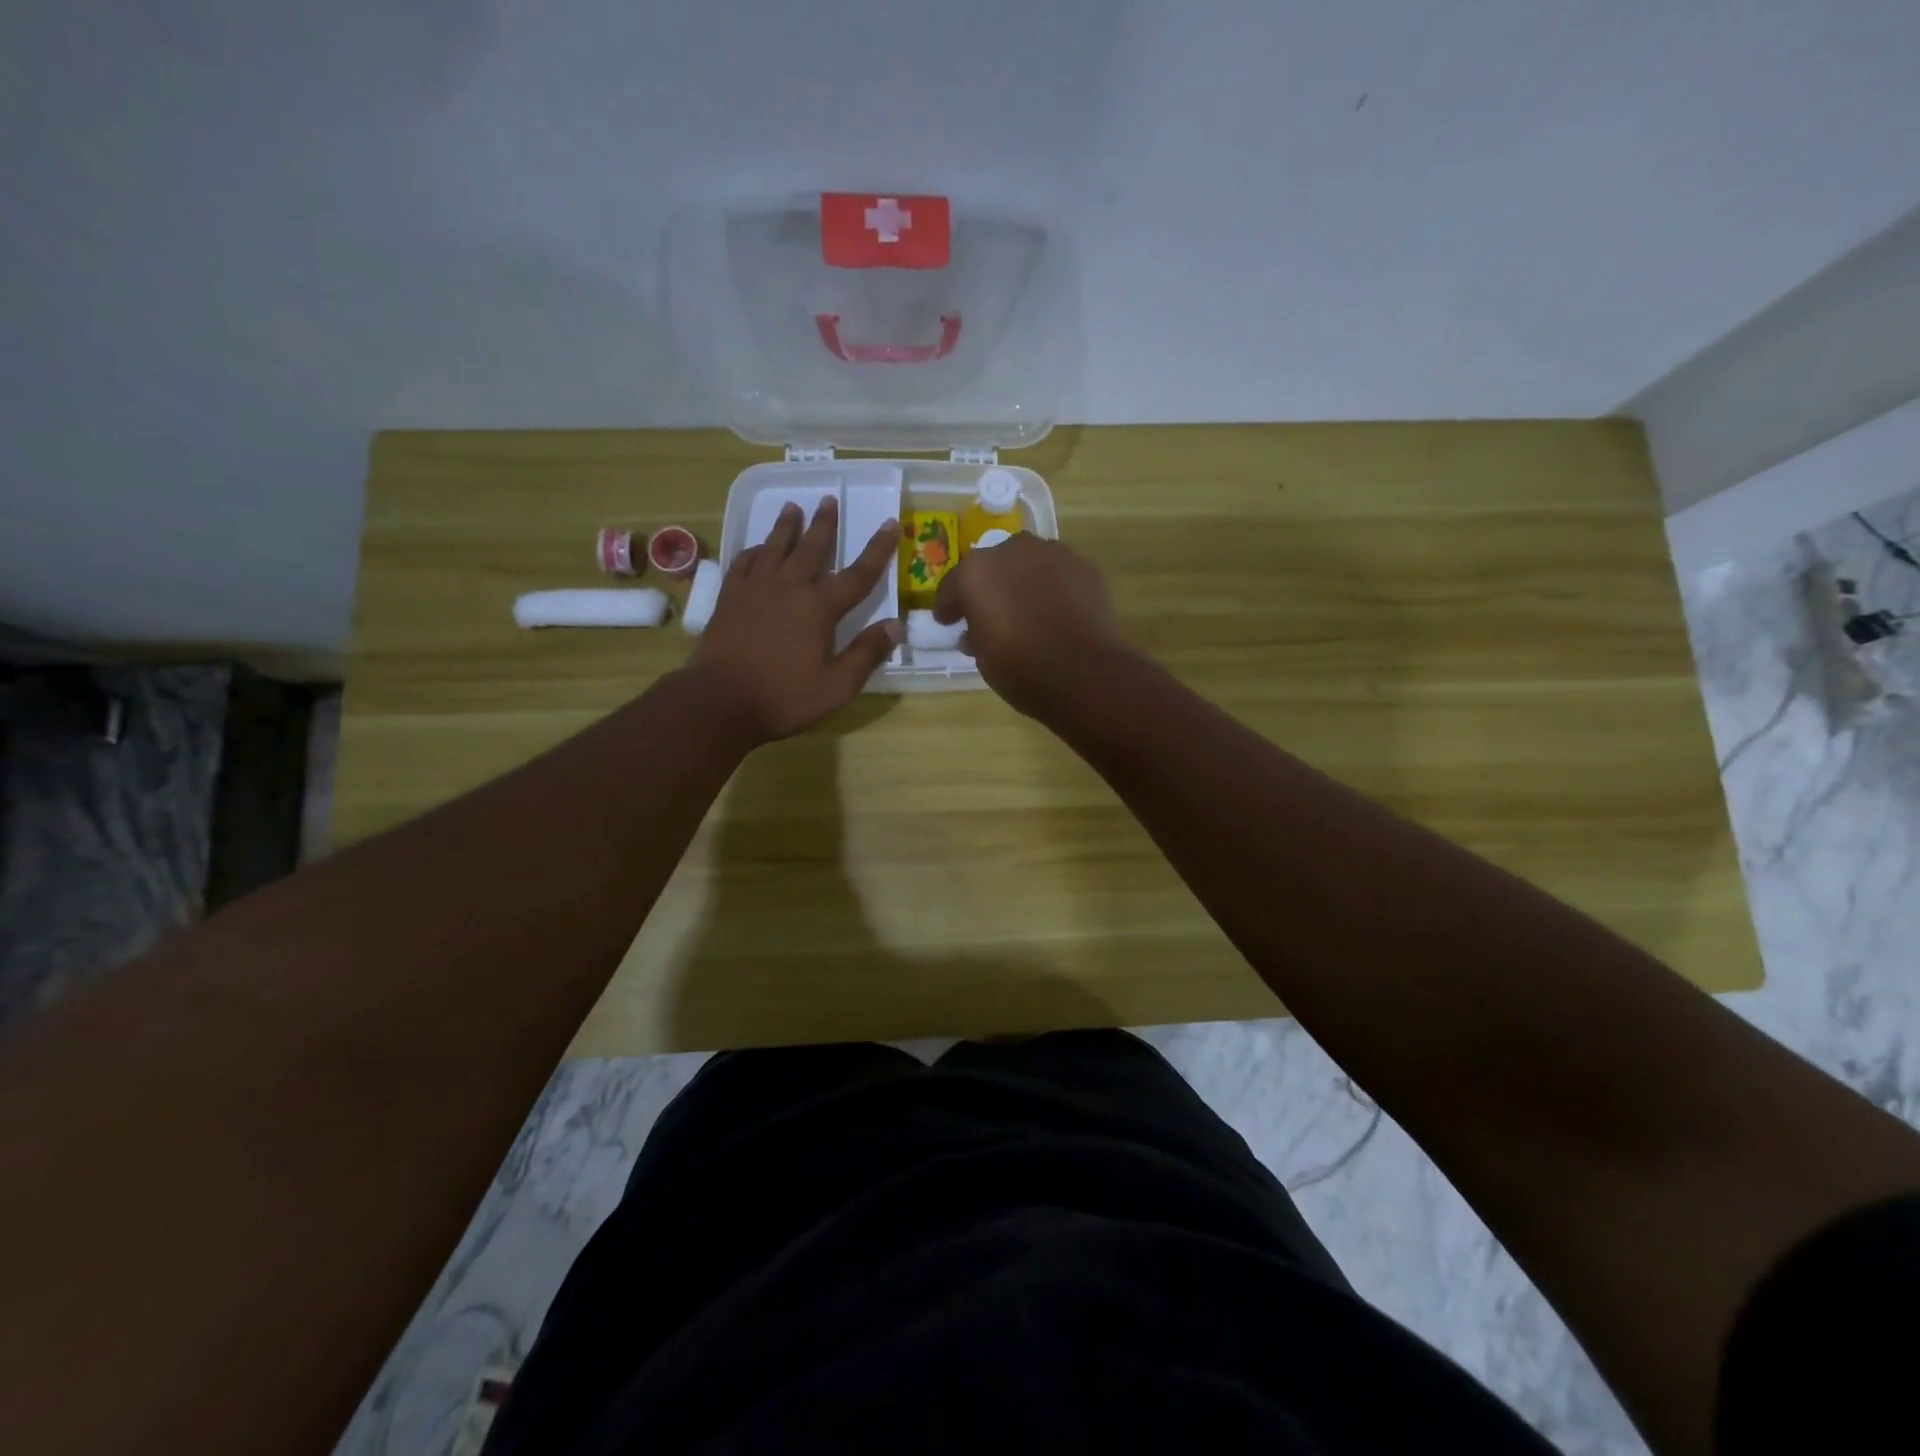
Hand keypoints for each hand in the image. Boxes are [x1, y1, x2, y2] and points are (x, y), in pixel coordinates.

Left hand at [688, 498, 901, 741]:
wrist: (719, 701)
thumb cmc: (784, 697)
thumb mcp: (837, 686)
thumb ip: (867, 653)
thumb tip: (896, 625)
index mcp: (819, 608)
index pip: (858, 574)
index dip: (877, 550)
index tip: (891, 524)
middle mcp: (789, 588)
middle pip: (811, 549)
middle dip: (824, 524)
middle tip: (829, 499)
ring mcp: (755, 590)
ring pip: (774, 548)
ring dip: (786, 527)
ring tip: (792, 507)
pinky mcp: (729, 599)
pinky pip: (743, 563)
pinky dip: (753, 551)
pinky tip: (756, 548)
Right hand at [933, 534, 1130, 715]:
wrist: (1086, 674)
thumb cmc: (1022, 670)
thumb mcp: (983, 658)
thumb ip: (975, 634)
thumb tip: (977, 631)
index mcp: (976, 573)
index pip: (953, 586)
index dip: (948, 606)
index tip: (948, 622)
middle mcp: (1011, 551)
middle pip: (991, 566)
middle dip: (987, 587)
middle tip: (990, 613)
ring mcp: (1051, 553)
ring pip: (1026, 563)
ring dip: (1021, 581)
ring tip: (1026, 609)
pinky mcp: (1082, 565)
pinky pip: (1056, 573)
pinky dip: (1050, 586)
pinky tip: (1055, 610)